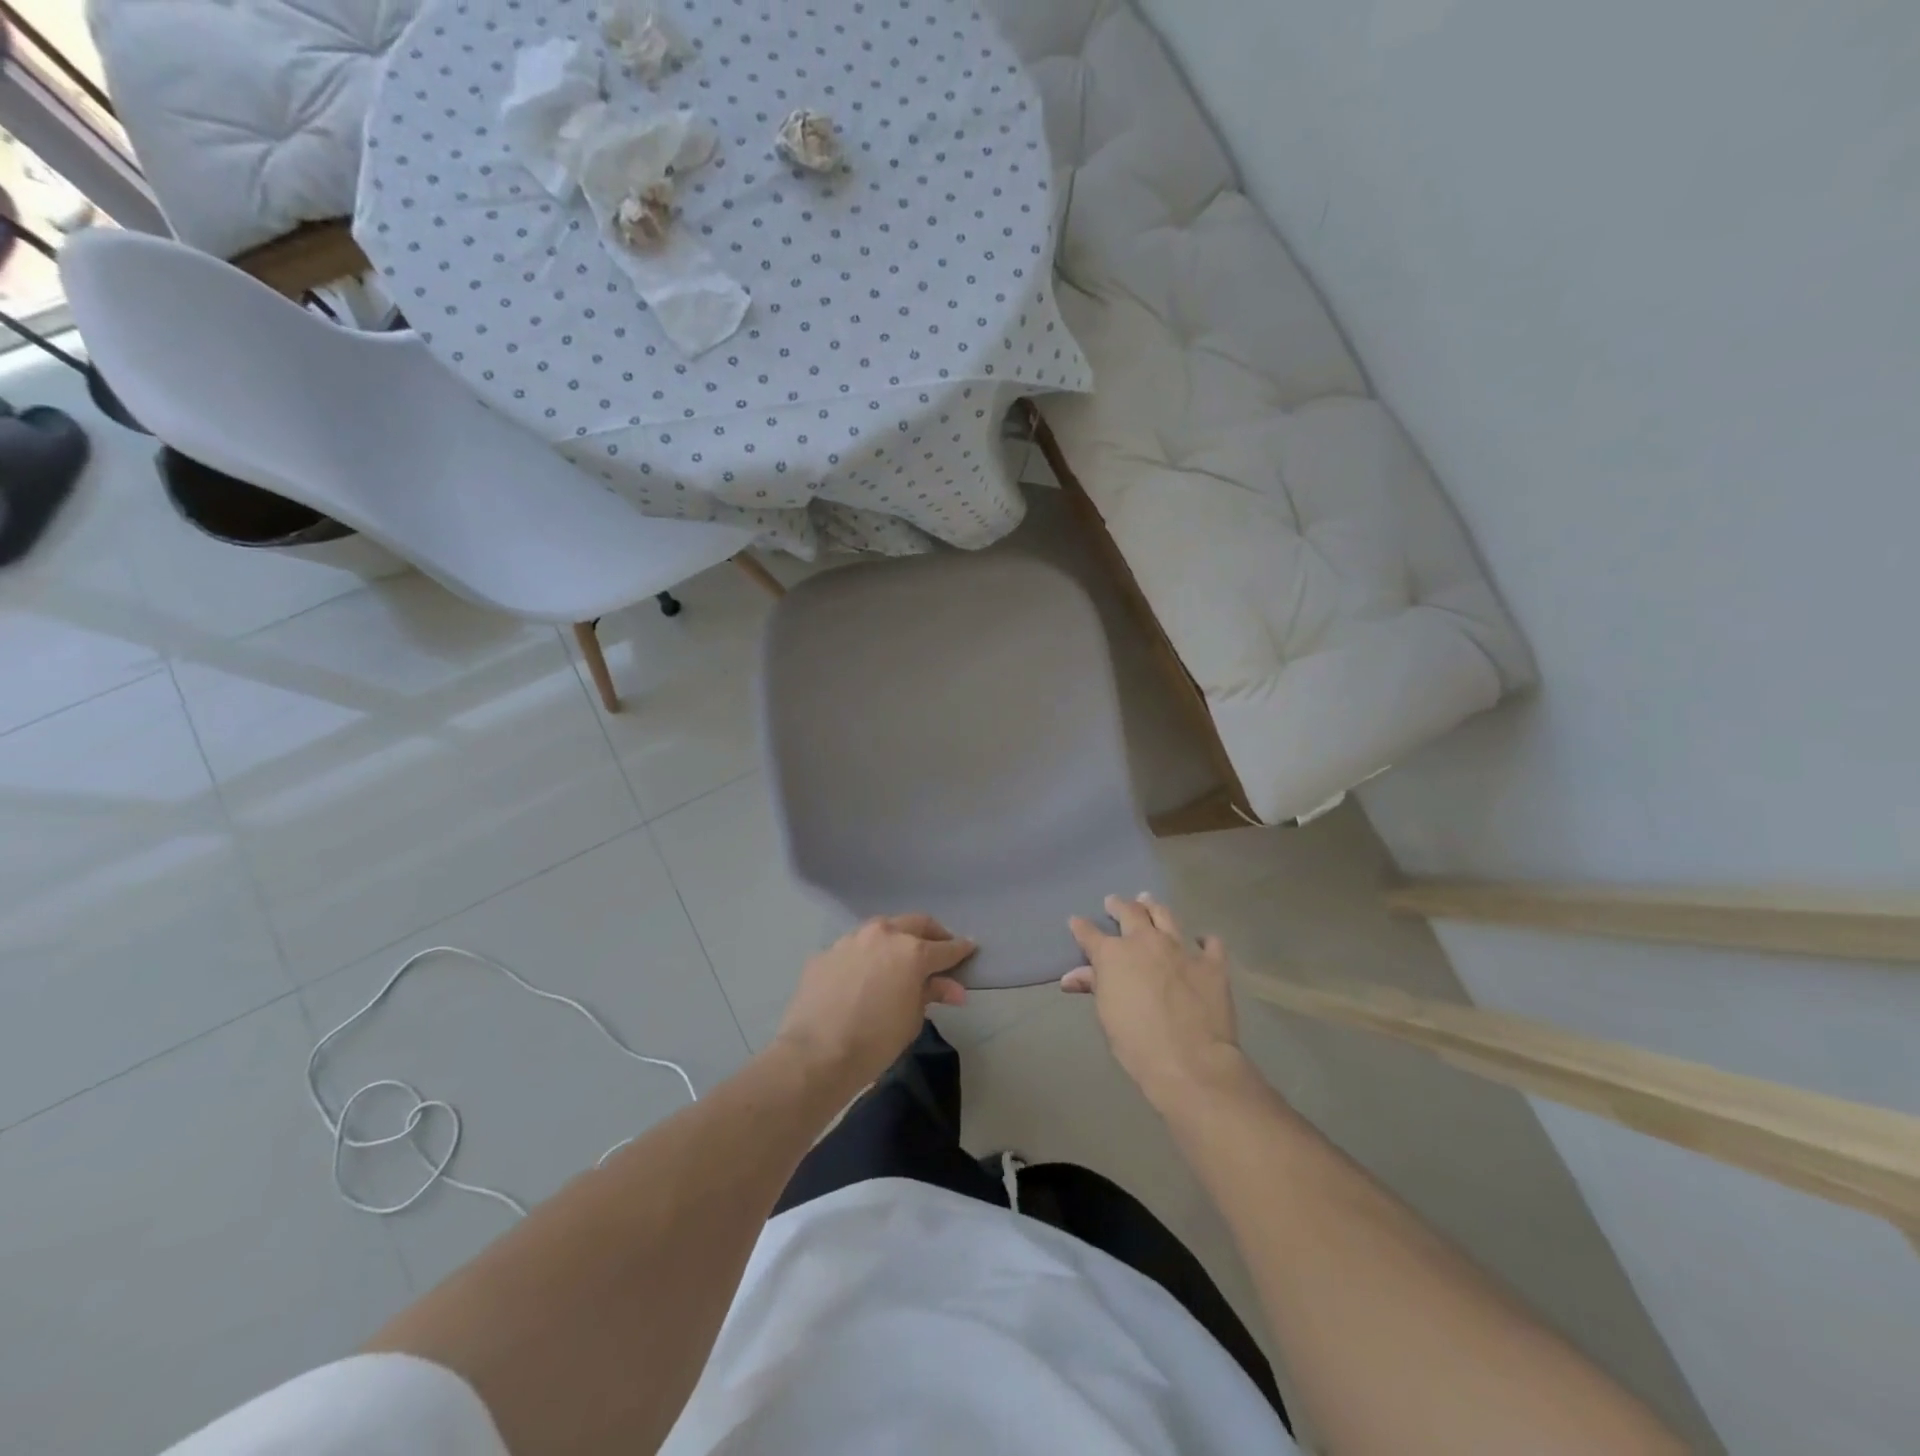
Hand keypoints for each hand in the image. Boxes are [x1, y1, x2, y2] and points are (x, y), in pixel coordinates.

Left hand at [773, 914, 974, 1091]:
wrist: (816, 1053)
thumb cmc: (876, 1041)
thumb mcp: (912, 1020)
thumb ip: (932, 994)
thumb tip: (954, 989)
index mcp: (912, 951)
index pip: (945, 947)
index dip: (961, 949)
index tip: (970, 947)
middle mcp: (883, 935)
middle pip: (916, 923)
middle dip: (932, 933)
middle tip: (938, 947)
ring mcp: (851, 940)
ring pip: (881, 929)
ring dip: (895, 938)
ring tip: (898, 957)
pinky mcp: (826, 952)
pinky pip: (853, 948)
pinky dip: (865, 956)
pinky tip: (862, 976)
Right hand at [1065, 894, 1250, 1112]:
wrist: (1190, 1060)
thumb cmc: (1136, 1042)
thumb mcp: (1106, 1014)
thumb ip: (1093, 987)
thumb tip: (1070, 977)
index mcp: (1113, 954)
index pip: (1090, 933)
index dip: (1081, 927)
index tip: (1076, 921)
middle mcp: (1145, 941)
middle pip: (1129, 912)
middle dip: (1119, 905)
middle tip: (1114, 902)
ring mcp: (1181, 948)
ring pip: (1165, 916)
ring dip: (1154, 907)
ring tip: (1148, 901)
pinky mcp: (1211, 963)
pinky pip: (1210, 943)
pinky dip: (1204, 941)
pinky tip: (1203, 942)